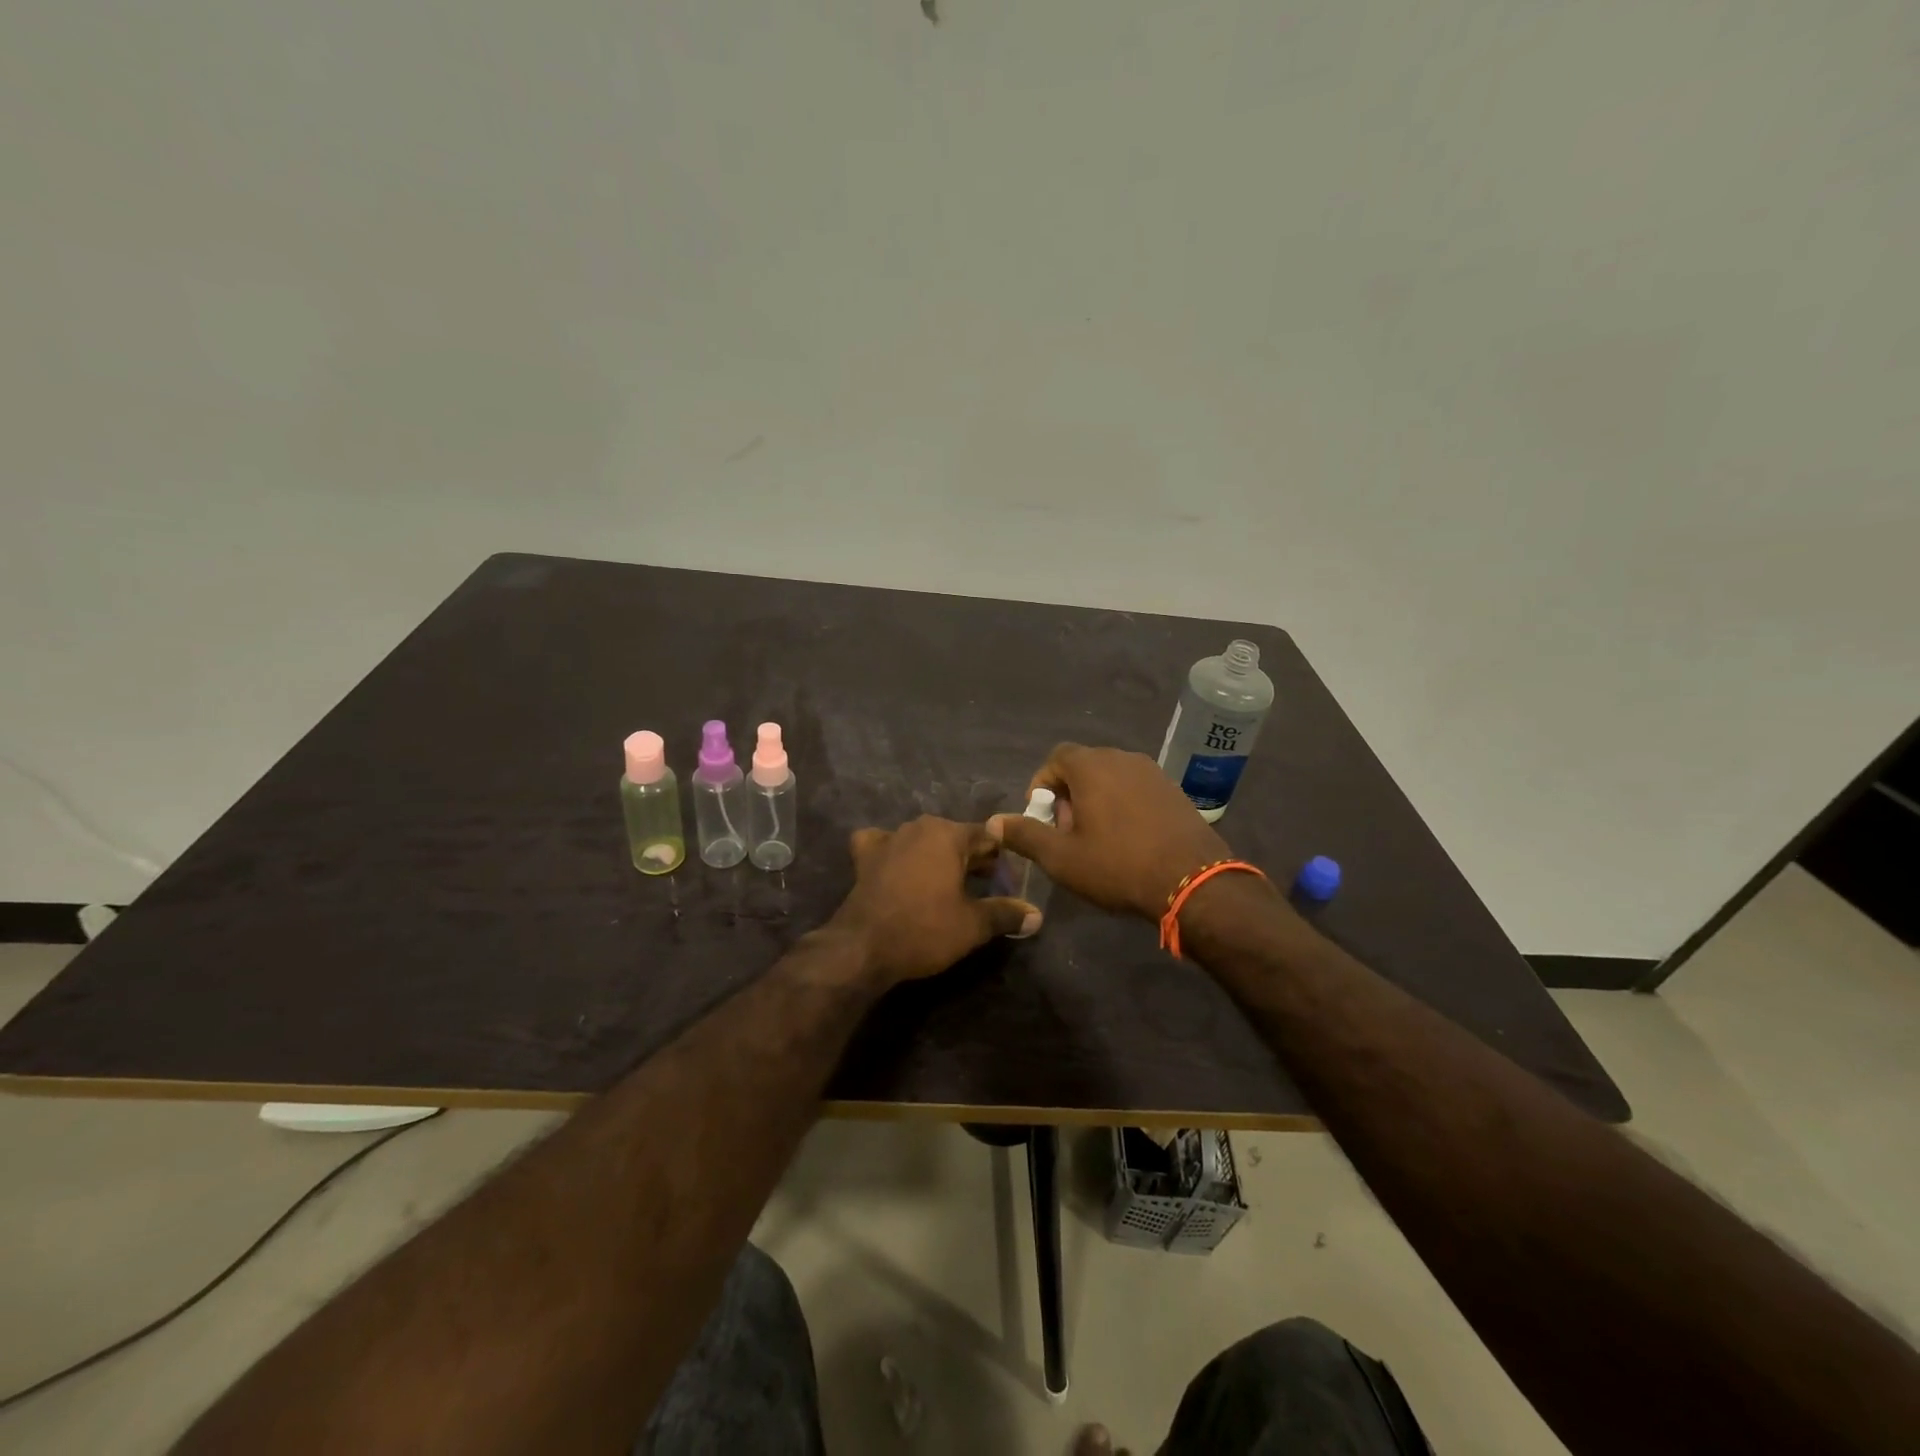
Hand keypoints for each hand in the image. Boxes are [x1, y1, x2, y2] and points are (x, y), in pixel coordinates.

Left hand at [828, 816, 1040, 985]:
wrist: (863, 947)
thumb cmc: (924, 929)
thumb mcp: (973, 925)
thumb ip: (1006, 914)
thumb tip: (1037, 916)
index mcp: (948, 834)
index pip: (987, 837)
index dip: (1002, 860)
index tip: (1009, 883)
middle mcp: (918, 827)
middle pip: (956, 837)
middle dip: (972, 859)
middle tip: (985, 889)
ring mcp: (888, 839)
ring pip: (923, 841)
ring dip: (937, 857)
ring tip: (947, 886)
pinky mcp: (864, 857)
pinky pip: (884, 845)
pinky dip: (893, 853)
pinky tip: (896, 867)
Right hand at [987, 744, 1229, 920]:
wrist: (1193, 881)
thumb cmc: (1118, 865)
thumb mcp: (1061, 858)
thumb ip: (1025, 835)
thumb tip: (994, 823)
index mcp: (1091, 766)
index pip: (1055, 758)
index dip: (1041, 784)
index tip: (1041, 817)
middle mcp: (1122, 758)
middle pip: (1083, 766)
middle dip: (1067, 794)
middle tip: (1066, 832)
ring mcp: (1152, 772)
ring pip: (1111, 777)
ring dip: (1095, 799)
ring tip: (1096, 838)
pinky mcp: (1174, 790)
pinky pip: (1136, 788)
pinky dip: (1122, 804)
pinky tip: (1128, 839)